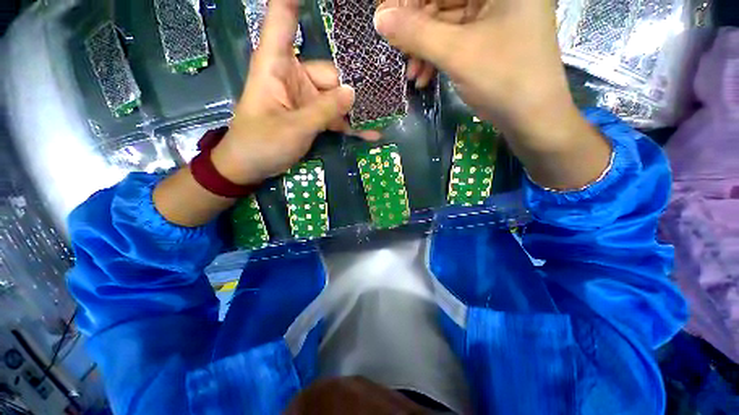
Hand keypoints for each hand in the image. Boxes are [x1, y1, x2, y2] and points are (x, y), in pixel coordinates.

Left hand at [211, 0, 377, 185]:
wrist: (250, 167)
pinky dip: (349, 125)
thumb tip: (353, 93)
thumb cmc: (261, 143)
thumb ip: (325, 110)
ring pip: (336, 98)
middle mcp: (293, 75)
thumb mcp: (295, 128)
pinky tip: (369, 133)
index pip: (284, 19)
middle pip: (330, 74)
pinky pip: (334, 117)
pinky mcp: (311, 116)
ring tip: (383, 116)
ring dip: (357, 111)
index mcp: (277, 64)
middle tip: (385, 95)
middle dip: (355, 87)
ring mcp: (305, 98)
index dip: (295, 1)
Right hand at [374, 0, 579, 147]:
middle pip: (444, 0)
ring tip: (413, 74)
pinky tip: (424, 78)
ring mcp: (494, 16)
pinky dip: (437, 58)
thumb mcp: (457, 53)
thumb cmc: (503, 79)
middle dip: (417, 29)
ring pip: (446, 23)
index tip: (387, 21)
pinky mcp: (488, 39)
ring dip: (424, 49)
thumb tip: (380, 18)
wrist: (532, 118)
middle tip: (398, 51)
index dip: (411, 2)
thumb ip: (416, 33)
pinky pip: (454, 41)